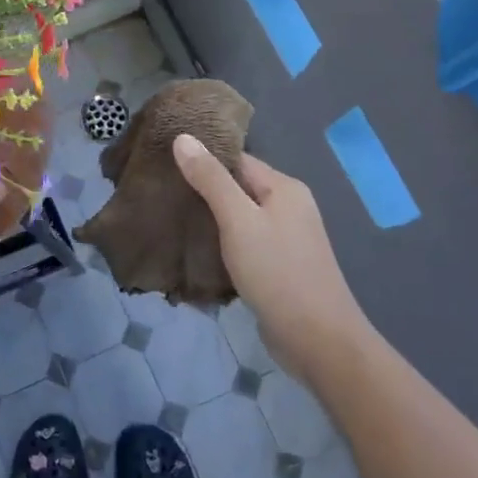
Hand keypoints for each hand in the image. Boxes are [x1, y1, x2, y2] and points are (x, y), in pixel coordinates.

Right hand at [172, 135, 369, 385]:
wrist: (317, 340)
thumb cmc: (277, 272)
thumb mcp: (238, 221)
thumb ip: (210, 179)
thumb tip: (183, 137)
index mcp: (284, 187)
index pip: (236, 160)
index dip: (202, 158)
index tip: (163, 162)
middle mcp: (289, 207)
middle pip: (238, 187)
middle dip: (202, 189)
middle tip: (160, 191)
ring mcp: (286, 238)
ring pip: (240, 217)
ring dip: (210, 218)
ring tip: (169, 217)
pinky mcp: (279, 266)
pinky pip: (245, 242)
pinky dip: (222, 242)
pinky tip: (195, 250)